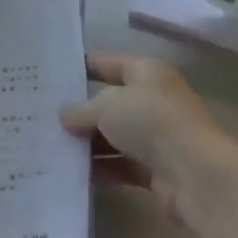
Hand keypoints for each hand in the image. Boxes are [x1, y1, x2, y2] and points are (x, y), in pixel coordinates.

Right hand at [60, 53, 230, 216]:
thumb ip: (81, 110)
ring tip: (51, 147)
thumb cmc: (150, 122)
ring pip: (114, 136)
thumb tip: (65, 117)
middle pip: (110, 102)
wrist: (193, 174)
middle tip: (44, 117)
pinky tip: (72, 172)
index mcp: (147, 72)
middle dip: (80, 111)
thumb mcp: (106, 106)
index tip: (51, 75)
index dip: (82, 66)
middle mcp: (154, 100)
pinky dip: (101, 168)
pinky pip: (121, 165)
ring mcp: (157, 136)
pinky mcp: (156, 169)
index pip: (109, 63)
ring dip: (88, 143)